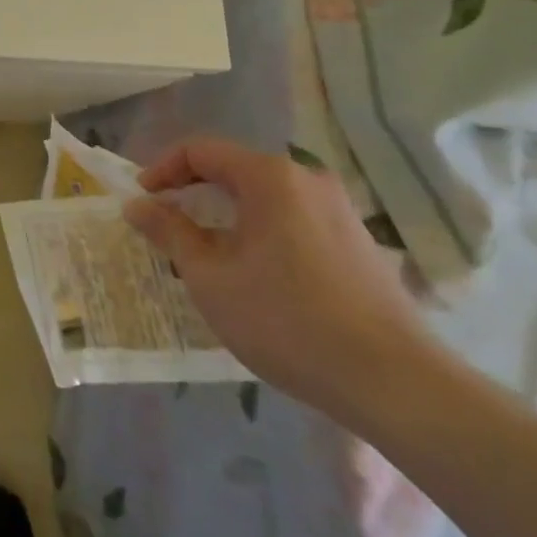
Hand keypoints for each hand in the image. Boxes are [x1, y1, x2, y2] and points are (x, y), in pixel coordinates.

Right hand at [124, 136, 432, 414]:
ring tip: (207, 253)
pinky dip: (260, 231)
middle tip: (168, 225)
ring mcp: (338, 210)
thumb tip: (137, 204)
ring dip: (227, 215)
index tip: (143, 200)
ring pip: (264, 197)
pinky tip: (256, 273)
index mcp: (269, 176)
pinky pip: (293, 219)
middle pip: (233, 170)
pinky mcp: (358, 243)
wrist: (398, 385)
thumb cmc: (287, 320)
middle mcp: (306, 179)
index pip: (200, 151)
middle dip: (194, 193)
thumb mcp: (210, 277)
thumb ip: (169, 232)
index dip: (162, 170)